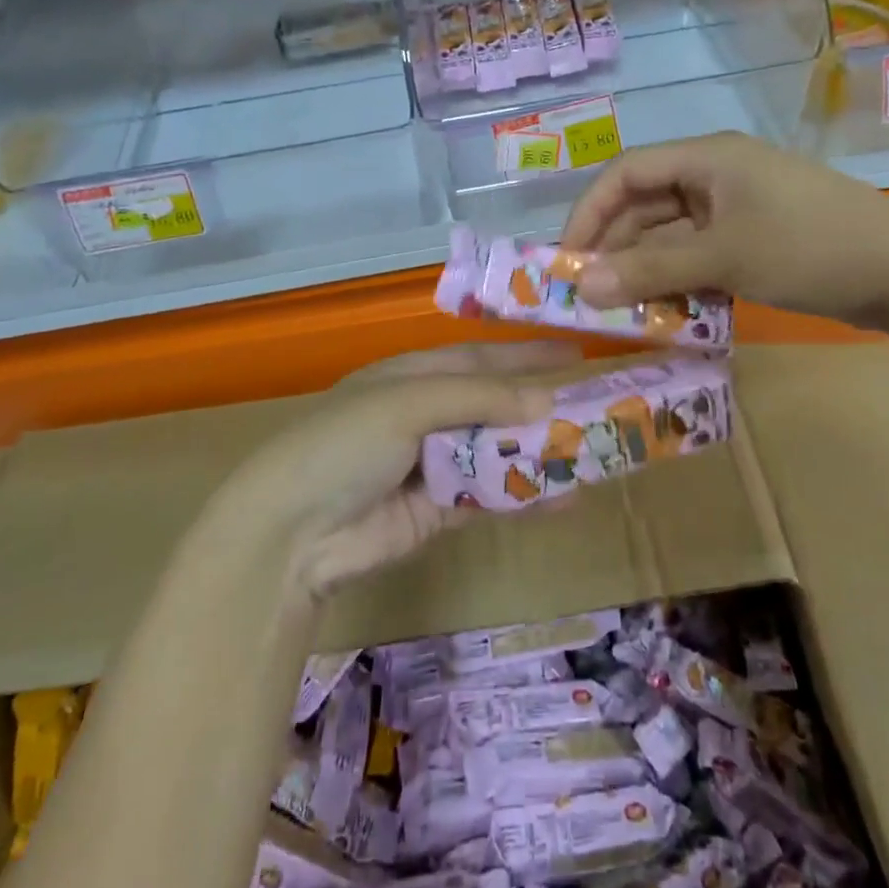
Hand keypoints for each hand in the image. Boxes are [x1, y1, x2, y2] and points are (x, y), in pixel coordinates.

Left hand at [235, 342, 575, 597]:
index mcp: (412, 376)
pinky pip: (490, 496)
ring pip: (497, 451)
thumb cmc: (345, 442)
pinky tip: (564, 495)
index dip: (525, 355)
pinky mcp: (438, 511)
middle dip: (540, 404)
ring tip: (593, 449)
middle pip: (494, 404)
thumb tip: (546, 400)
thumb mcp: (408, 402)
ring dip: (539, 451)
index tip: (575, 354)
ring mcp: (432, 464)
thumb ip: (478, 398)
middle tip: (597, 404)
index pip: (480, 358)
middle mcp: (424, 414)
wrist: (291, 532)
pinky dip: (525, 495)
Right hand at [559, 132, 888, 339]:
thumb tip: (583, 288)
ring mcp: (735, 209)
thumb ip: (651, 271)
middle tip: (591, 296)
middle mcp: (714, 176)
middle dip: (616, 249)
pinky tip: (668, 312)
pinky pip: (698, 255)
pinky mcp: (751, 239)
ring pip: (670, 235)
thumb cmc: (808, 246)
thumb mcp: (724, 257)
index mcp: (706, 158)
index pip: (625, 173)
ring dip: (646, 270)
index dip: (589, 211)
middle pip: (645, 206)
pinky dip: (679, 281)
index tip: (566, 258)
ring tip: (625, 312)